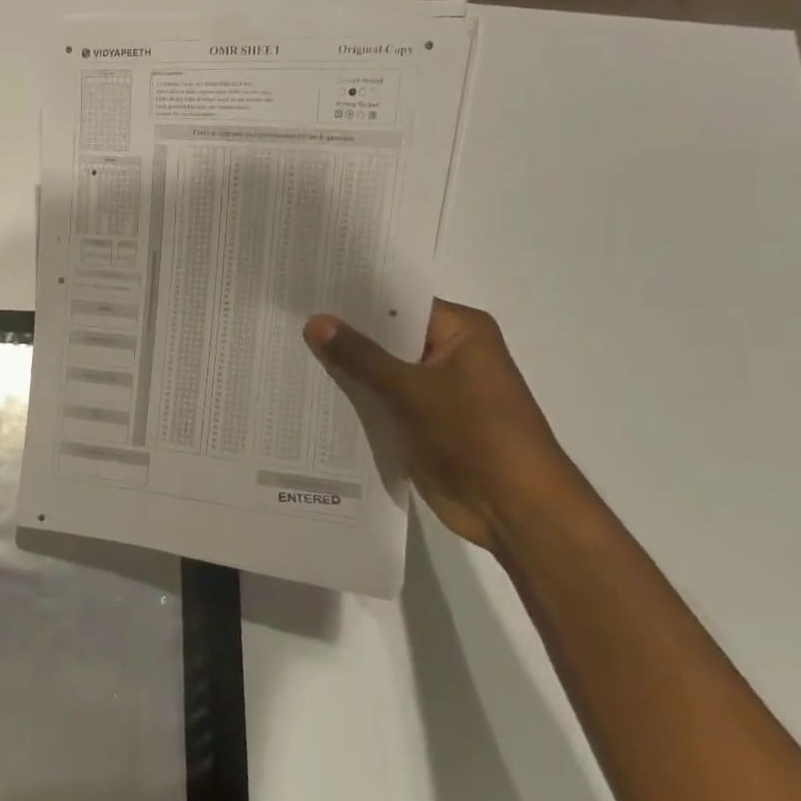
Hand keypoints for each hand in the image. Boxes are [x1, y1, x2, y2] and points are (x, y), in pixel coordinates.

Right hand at [303, 300, 596, 554]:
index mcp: (462, 332)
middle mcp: (450, 355)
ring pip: (380, 371)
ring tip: (287, 354)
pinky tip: (310, 394)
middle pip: (387, 337)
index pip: (399, 303)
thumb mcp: (411, 389)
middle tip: (287, 323)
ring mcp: (436, 391)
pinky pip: (380, 401)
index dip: (354, 299)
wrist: (512, 508)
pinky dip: (354, 400)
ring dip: (345, 370)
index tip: (308, 293)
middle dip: (343, 335)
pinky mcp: (422, 422)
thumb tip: (316, 321)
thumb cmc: (473, 434)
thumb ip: (360, 356)